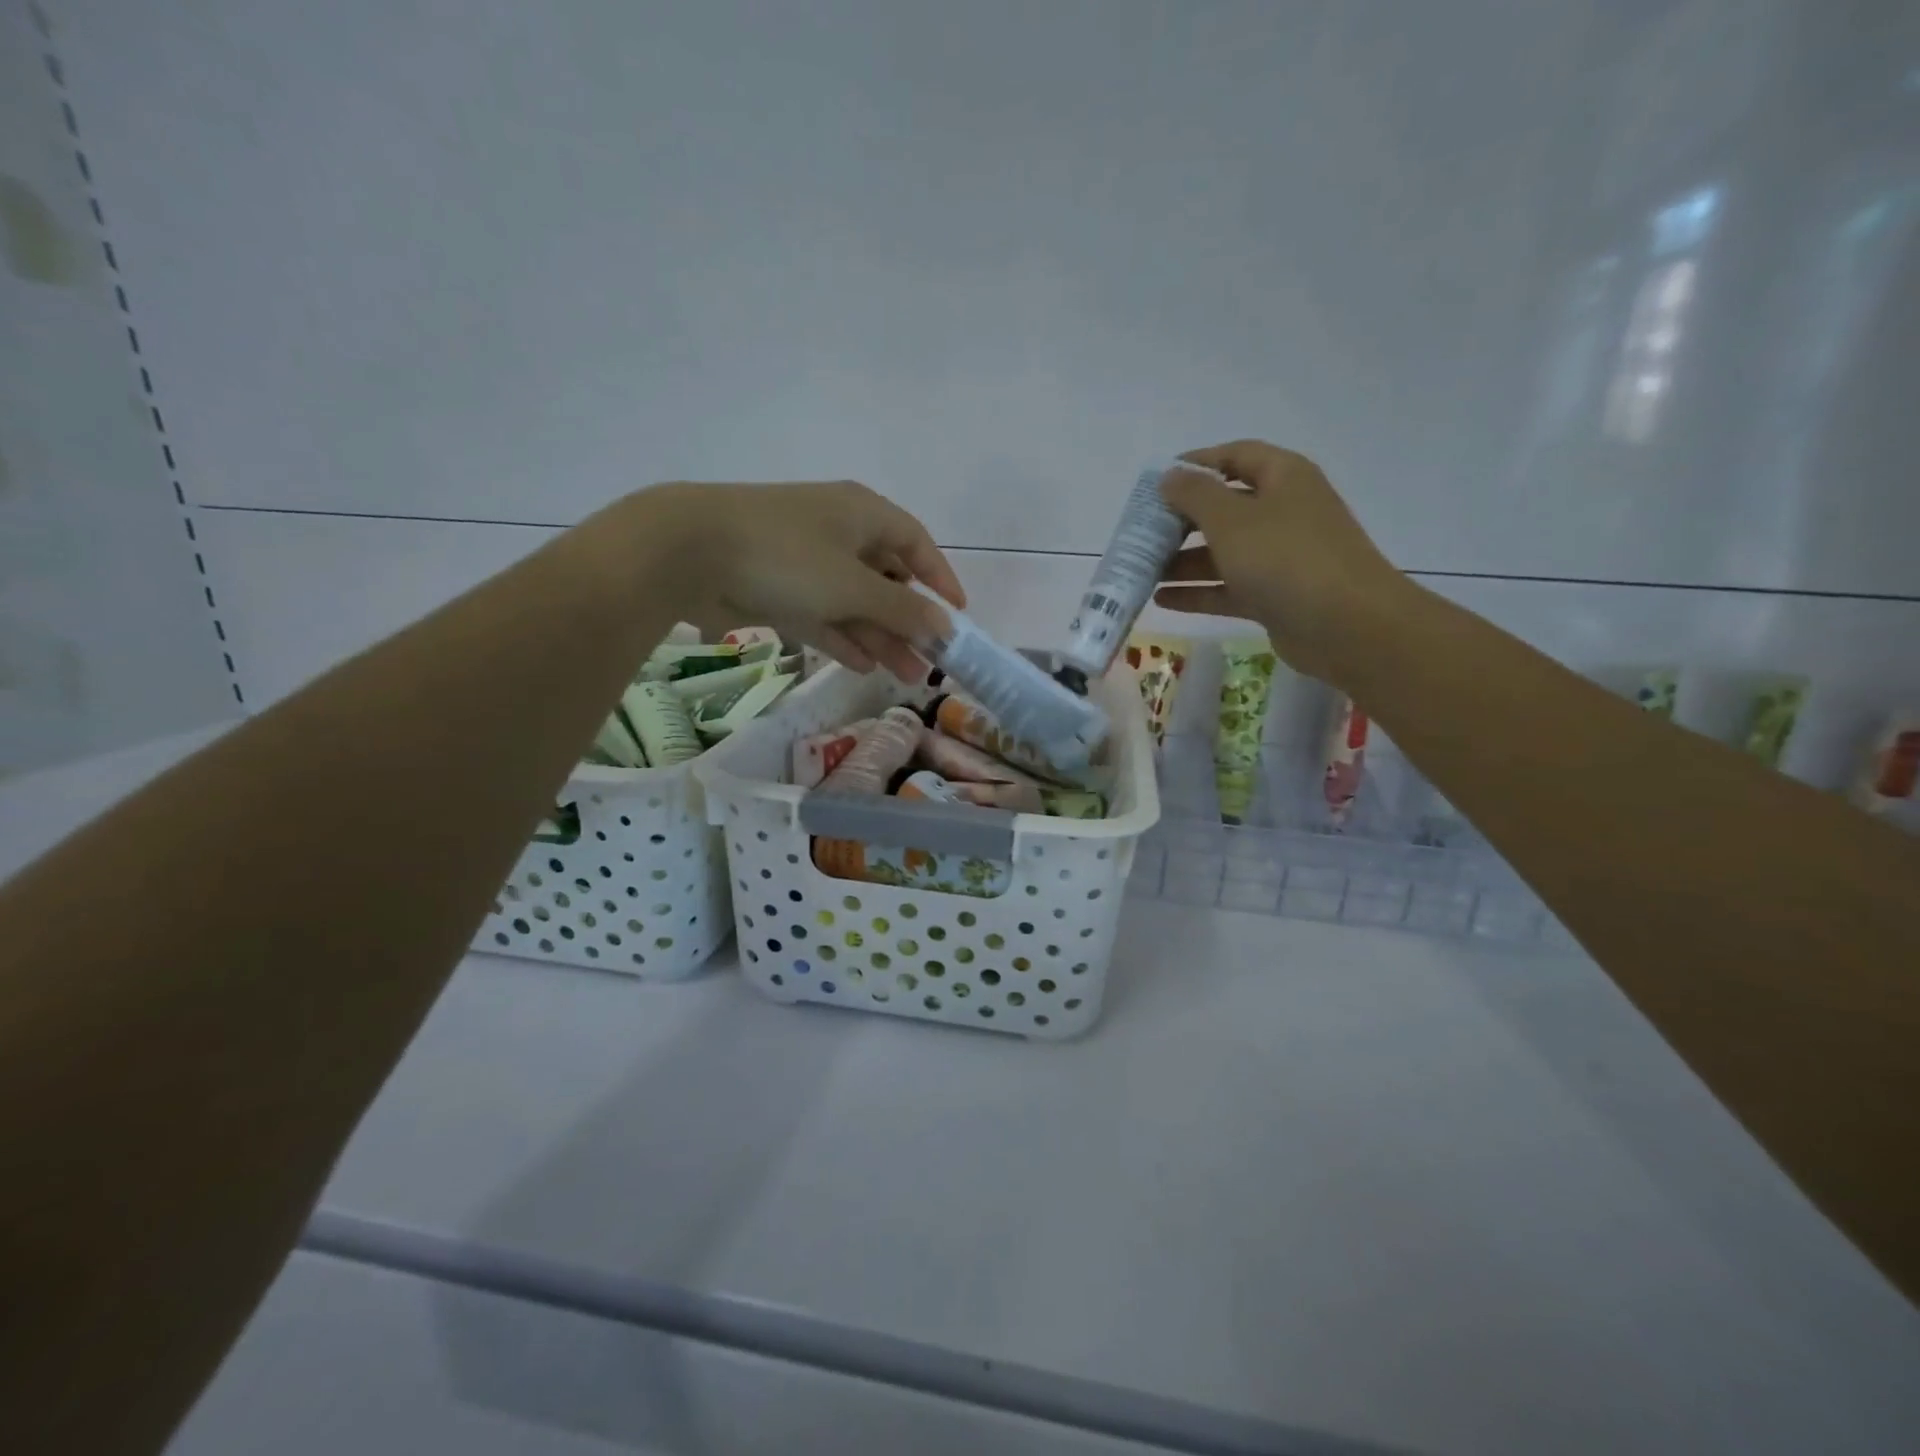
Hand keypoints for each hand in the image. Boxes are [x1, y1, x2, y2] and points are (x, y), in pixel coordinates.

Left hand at [607, 479, 964, 679]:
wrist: (689, 551)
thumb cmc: (788, 557)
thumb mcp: (854, 586)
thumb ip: (903, 610)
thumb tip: (947, 627)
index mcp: (863, 514)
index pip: (916, 543)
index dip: (940, 578)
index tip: (957, 615)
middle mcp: (838, 531)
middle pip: (885, 578)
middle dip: (908, 622)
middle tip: (928, 663)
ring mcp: (804, 560)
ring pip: (853, 601)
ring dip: (879, 637)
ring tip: (903, 676)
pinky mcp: (776, 586)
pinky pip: (821, 613)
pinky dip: (842, 636)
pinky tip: (862, 665)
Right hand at [1154, 440, 1410, 682]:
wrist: (1347, 626)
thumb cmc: (1286, 558)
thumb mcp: (1232, 520)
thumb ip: (1195, 495)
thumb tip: (1170, 476)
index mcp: (1283, 478)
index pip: (1236, 456)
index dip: (1197, 462)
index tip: (1157, 479)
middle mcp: (1283, 512)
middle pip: (1224, 507)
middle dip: (1181, 520)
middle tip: (1142, 533)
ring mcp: (1280, 557)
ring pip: (1223, 552)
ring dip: (1183, 561)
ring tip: (1143, 571)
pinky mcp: (1275, 596)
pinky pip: (1228, 587)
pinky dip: (1198, 591)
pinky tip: (1162, 599)